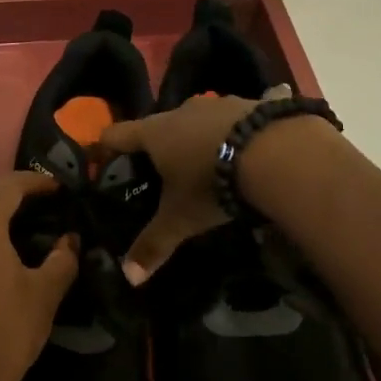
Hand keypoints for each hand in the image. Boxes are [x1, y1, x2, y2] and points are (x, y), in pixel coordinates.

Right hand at [99, 87, 289, 274]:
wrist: (277, 154)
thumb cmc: (212, 184)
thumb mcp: (181, 219)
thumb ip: (154, 244)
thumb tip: (129, 277)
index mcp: (155, 133)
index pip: (117, 134)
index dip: (106, 147)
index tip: (102, 161)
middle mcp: (182, 110)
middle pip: (158, 126)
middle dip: (157, 146)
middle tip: (160, 172)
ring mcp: (219, 103)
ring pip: (197, 120)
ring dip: (197, 137)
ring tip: (206, 163)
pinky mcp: (252, 104)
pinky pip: (235, 118)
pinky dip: (233, 133)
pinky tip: (246, 151)